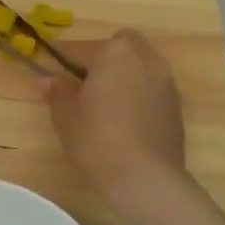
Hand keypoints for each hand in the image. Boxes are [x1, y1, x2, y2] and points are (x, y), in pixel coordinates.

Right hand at [42, 29, 188, 213]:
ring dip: (122, 72)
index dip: (61, 58)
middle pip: (120, 45)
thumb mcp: (66, 117)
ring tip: (105, 99)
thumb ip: (57, 92)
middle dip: (102, 56)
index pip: (80, 48)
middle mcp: (144, 59)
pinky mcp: (176, 103)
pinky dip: (138, 90)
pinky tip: (125, 116)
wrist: (147, 179)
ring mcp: (165, 80)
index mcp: (113, 54)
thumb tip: (48, 78)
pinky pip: (152, 84)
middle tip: (83, 81)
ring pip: (140, 63)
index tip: (49, 68)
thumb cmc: (98, 142)